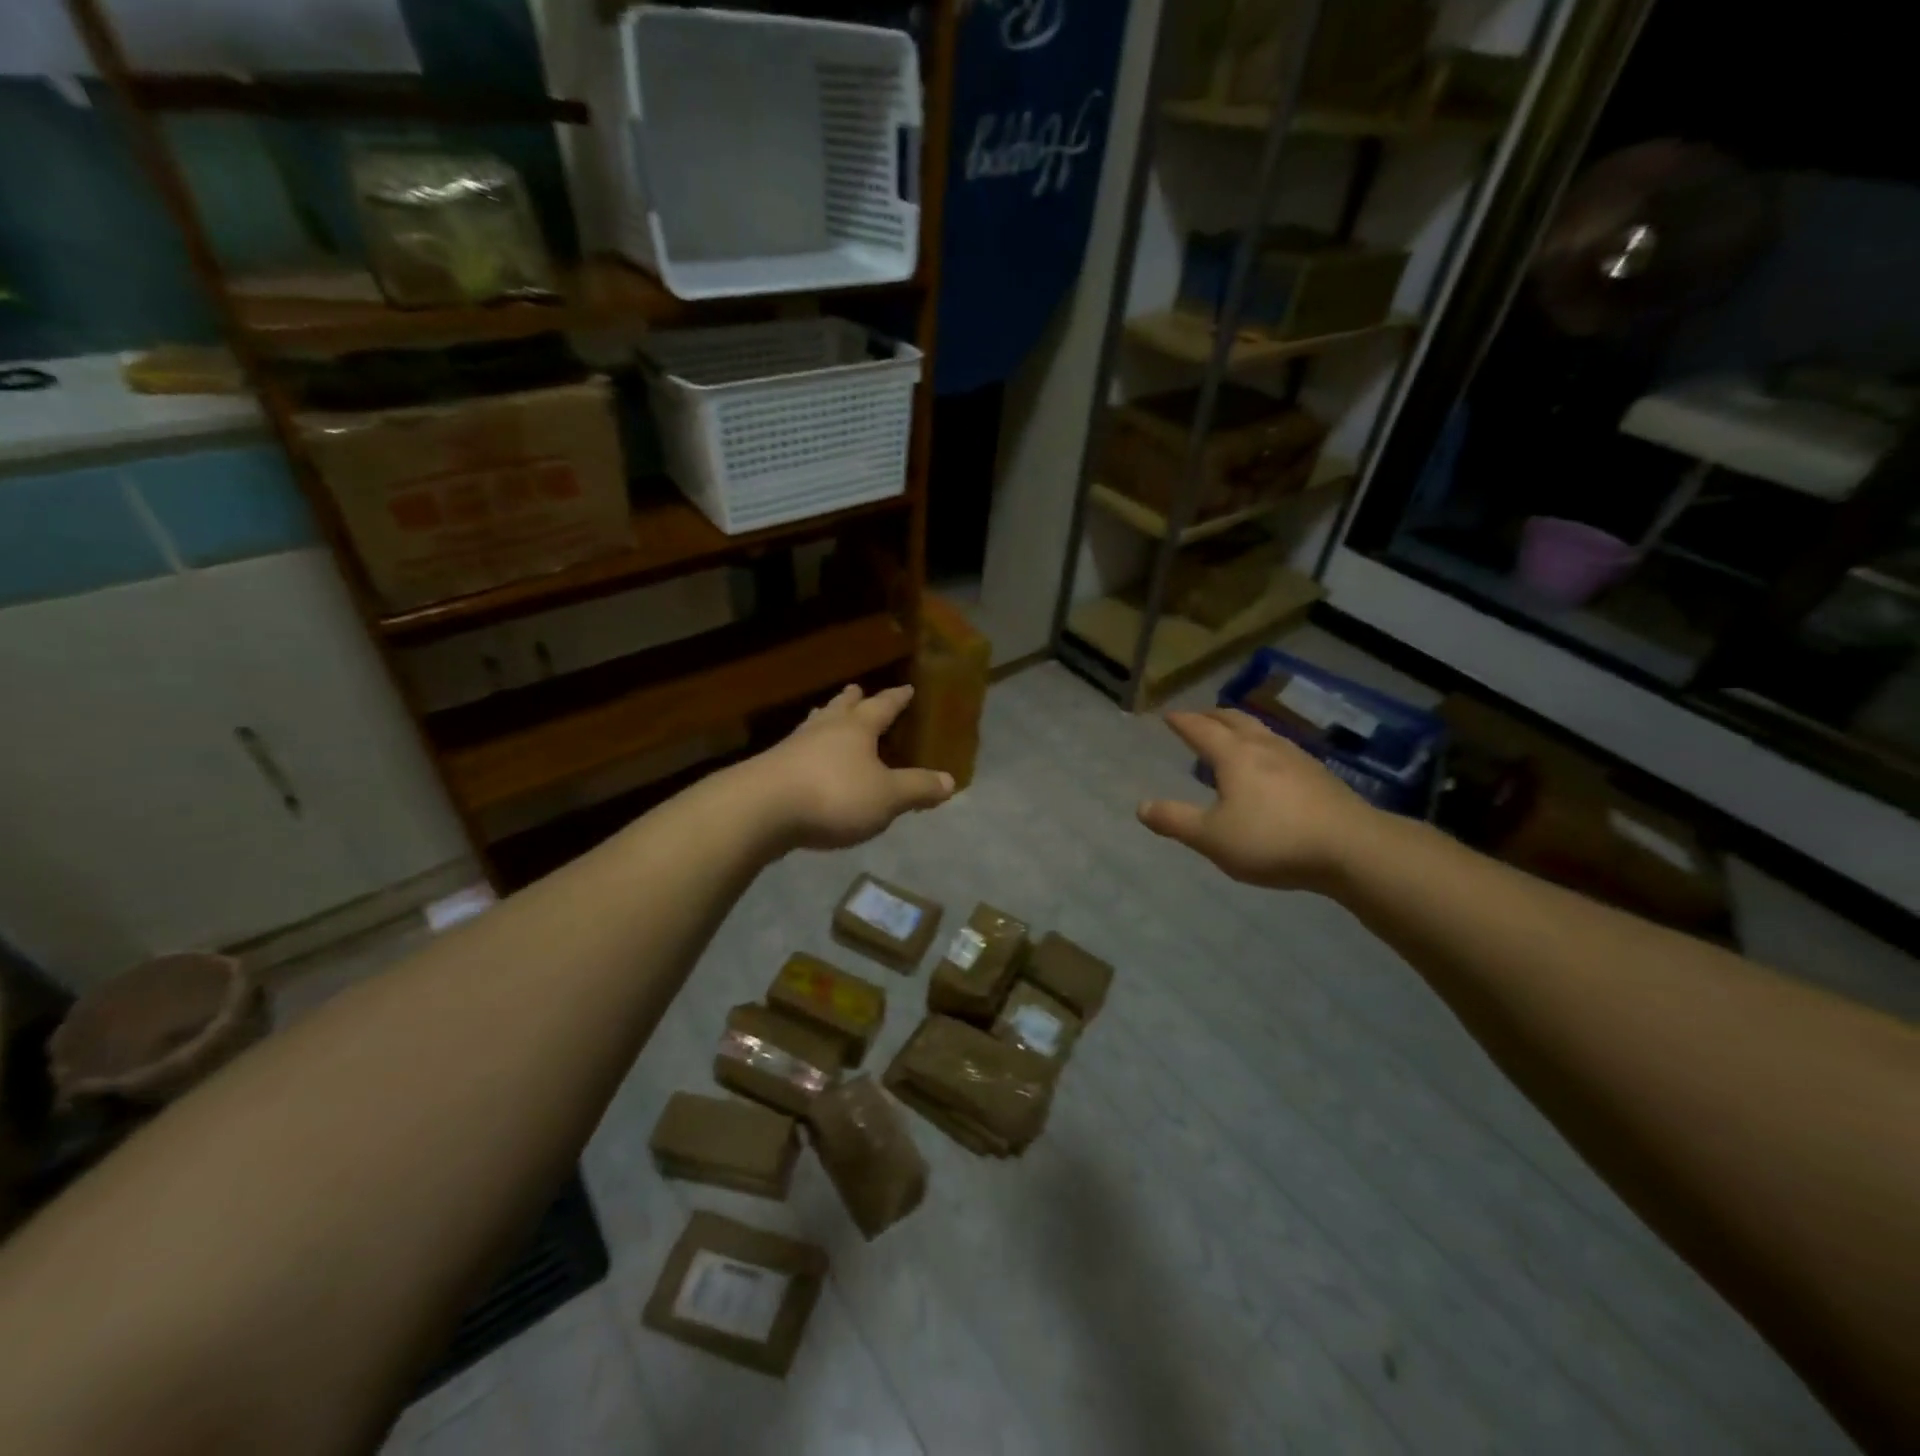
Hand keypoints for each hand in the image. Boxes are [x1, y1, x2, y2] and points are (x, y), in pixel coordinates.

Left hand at [745, 684, 954, 850]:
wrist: (761, 810)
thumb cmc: (833, 796)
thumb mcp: (887, 797)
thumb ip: (918, 788)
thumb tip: (950, 781)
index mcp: (857, 728)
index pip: (883, 706)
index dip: (897, 699)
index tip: (907, 688)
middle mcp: (825, 729)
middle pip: (842, 707)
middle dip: (854, 700)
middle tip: (858, 689)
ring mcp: (793, 747)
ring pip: (815, 724)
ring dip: (826, 718)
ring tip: (827, 714)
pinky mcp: (771, 769)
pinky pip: (797, 751)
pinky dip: (807, 749)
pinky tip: (804, 759)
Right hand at [1137, 709, 1382, 889]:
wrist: (1352, 848)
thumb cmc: (1273, 840)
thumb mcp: (1212, 838)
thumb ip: (1175, 821)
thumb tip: (1141, 806)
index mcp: (1234, 756)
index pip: (1201, 730)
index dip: (1182, 722)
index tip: (1168, 715)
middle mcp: (1264, 747)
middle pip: (1234, 720)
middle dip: (1211, 716)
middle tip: (1197, 717)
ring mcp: (1296, 758)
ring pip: (1261, 731)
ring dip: (1240, 727)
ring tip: (1231, 735)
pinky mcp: (1319, 775)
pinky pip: (1281, 748)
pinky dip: (1262, 745)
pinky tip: (1270, 764)